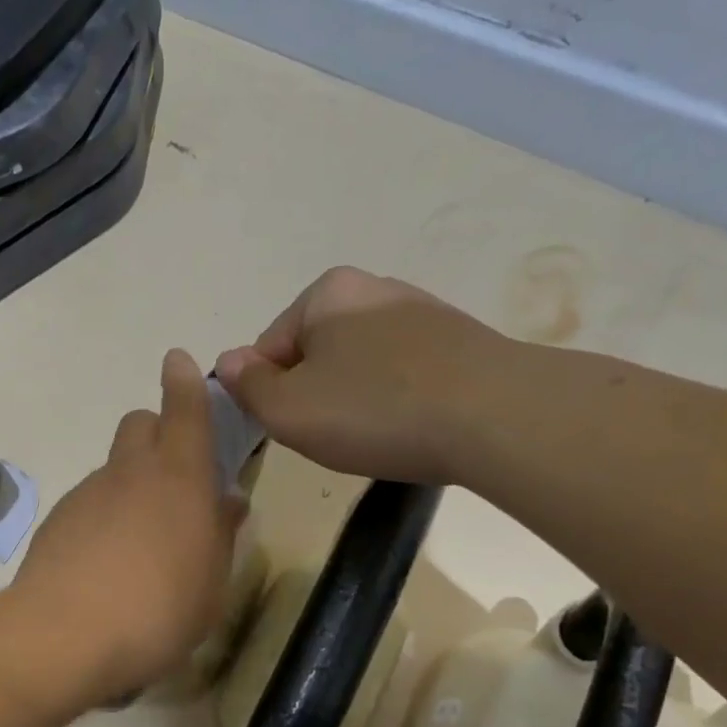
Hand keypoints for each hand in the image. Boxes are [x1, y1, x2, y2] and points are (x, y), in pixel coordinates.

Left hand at [13, 350, 242, 704]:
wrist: (66, 636)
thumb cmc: (160, 612)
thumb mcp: (211, 583)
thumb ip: (220, 536)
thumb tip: (226, 502)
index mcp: (180, 478)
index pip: (184, 411)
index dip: (184, 383)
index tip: (177, 361)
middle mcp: (130, 473)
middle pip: (139, 424)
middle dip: (157, 432)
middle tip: (173, 476)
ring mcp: (88, 494)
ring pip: (113, 468)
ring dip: (130, 484)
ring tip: (140, 541)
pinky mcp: (57, 521)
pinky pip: (88, 502)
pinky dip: (102, 516)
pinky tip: (105, 563)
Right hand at [214, 266, 511, 484]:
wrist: (497, 417)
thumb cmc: (374, 409)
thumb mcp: (288, 410)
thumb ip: (247, 387)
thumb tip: (228, 362)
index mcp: (326, 293)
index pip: (269, 347)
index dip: (270, 394)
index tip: (292, 428)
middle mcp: (375, 289)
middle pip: (317, 353)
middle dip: (314, 395)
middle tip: (332, 436)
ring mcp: (423, 313)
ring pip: (361, 365)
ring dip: (355, 400)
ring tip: (376, 437)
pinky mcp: (461, 343)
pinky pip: (404, 374)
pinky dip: (396, 401)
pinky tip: (411, 429)